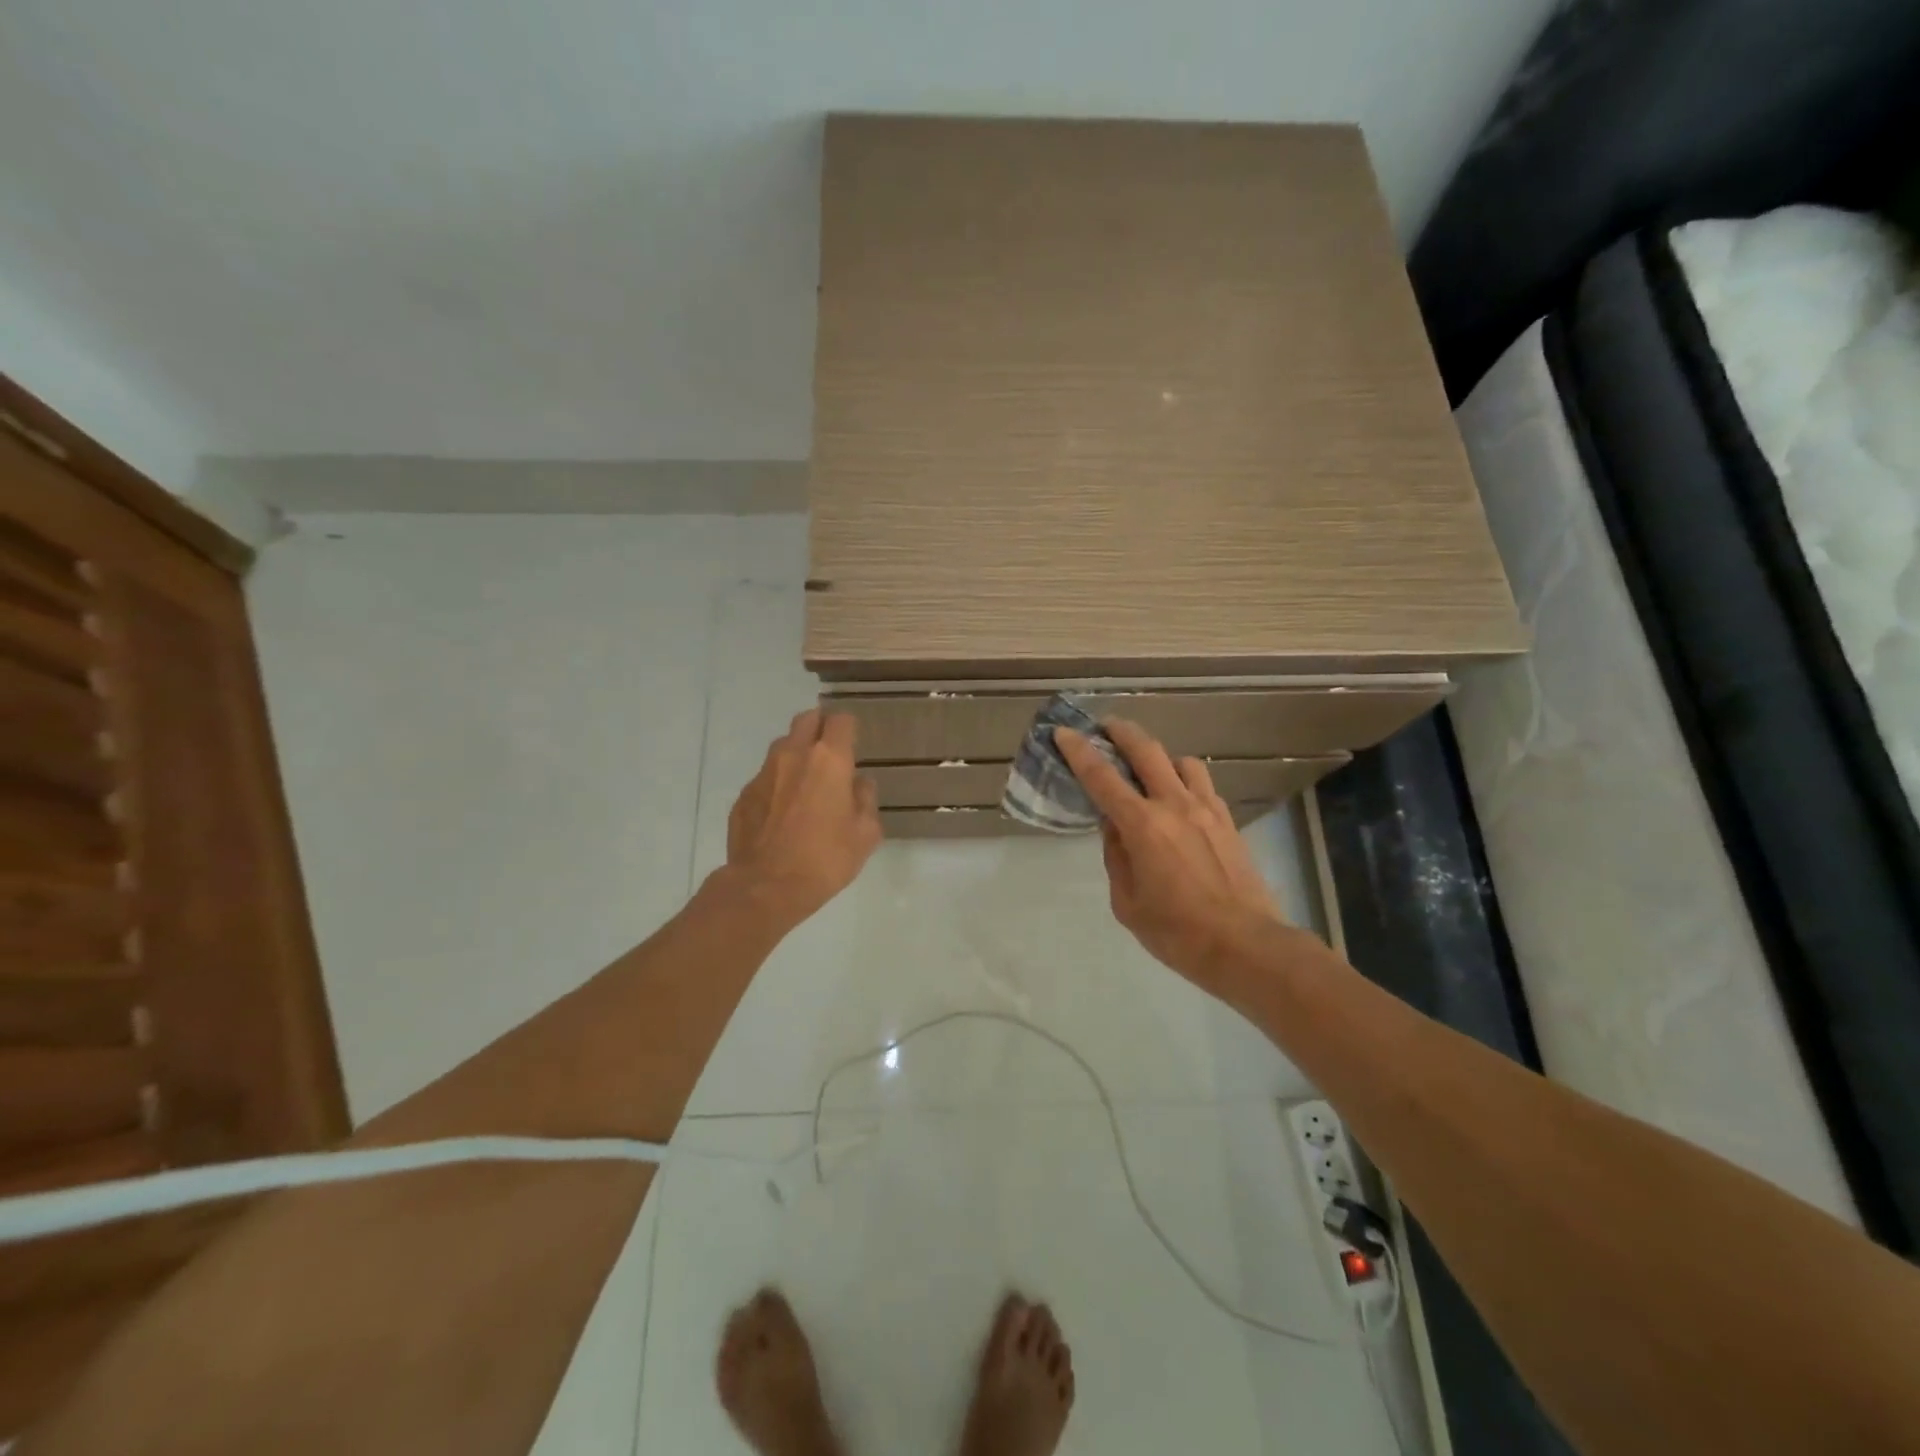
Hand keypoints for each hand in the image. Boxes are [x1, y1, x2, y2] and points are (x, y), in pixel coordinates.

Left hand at [724, 708, 881, 929]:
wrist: (766, 887)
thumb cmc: (825, 859)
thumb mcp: (865, 834)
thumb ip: (865, 799)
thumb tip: (858, 783)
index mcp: (829, 759)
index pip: (840, 720)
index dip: (849, 728)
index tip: (854, 744)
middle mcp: (793, 755)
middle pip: (807, 719)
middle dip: (820, 728)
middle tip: (831, 754)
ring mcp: (764, 773)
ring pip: (783, 745)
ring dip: (797, 754)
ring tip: (805, 784)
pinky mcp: (744, 795)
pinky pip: (766, 777)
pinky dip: (777, 784)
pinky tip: (783, 812)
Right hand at [1055, 720, 1284, 994]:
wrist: (1245, 945)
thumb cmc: (1177, 932)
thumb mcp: (1128, 903)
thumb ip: (1117, 857)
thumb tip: (1115, 829)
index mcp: (1143, 826)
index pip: (1102, 777)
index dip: (1079, 751)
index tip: (1064, 732)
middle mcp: (1174, 805)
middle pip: (1146, 750)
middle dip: (1122, 731)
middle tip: (1106, 726)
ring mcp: (1207, 809)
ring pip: (1181, 761)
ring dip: (1159, 756)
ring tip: (1148, 768)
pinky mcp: (1228, 820)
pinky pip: (1203, 784)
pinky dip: (1185, 779)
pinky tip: (1179, 797)